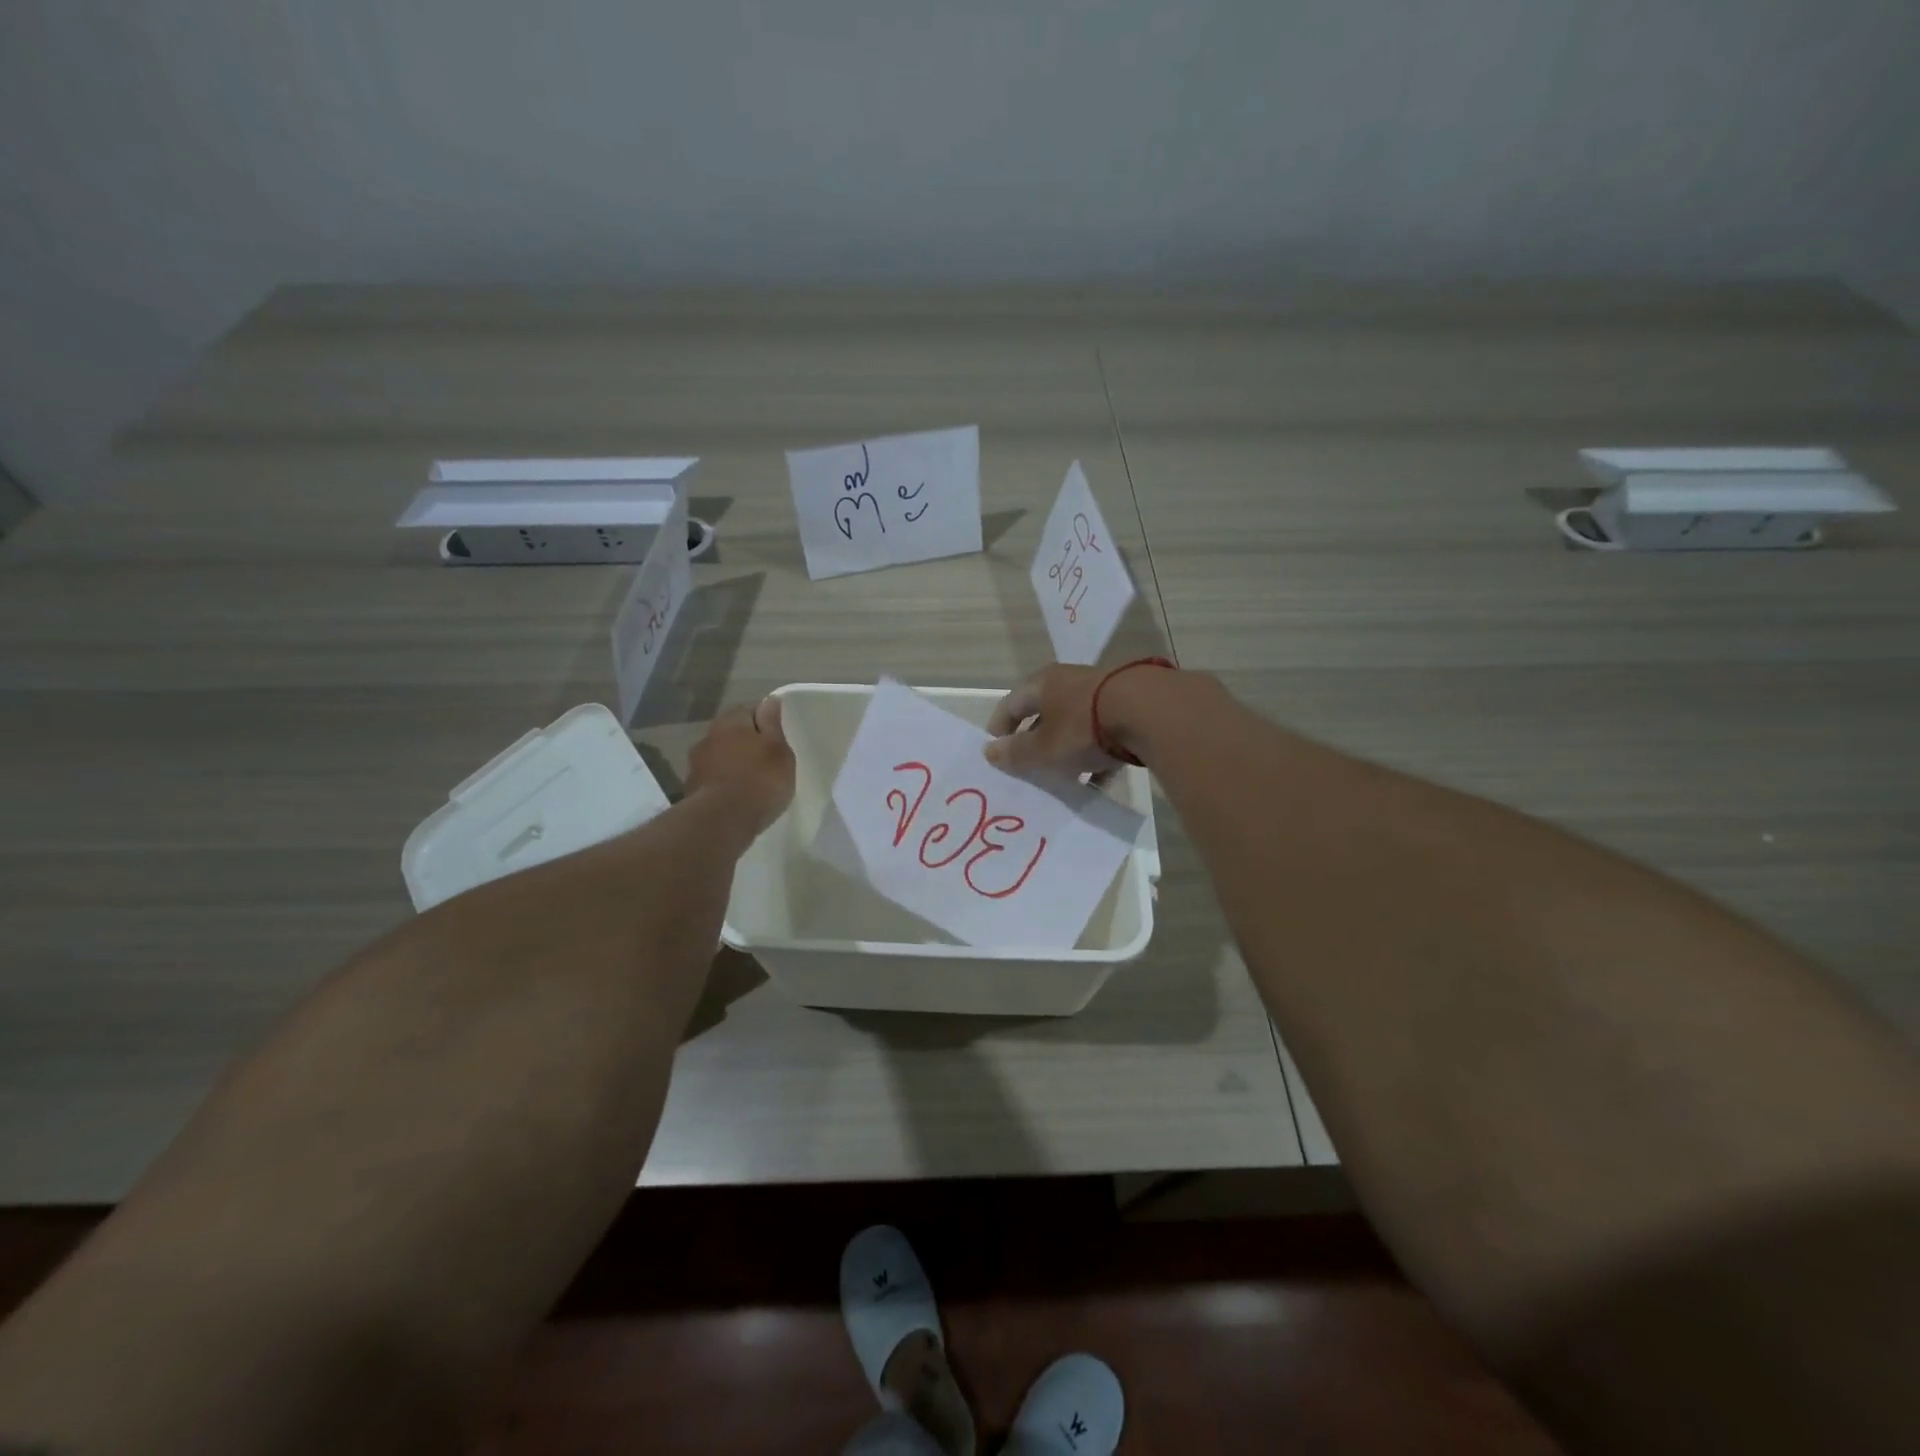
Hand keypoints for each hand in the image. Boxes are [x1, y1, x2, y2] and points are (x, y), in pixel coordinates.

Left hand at [687, 696, 795, 834]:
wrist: (721, 821)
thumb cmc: (759, 780)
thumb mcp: (778, 749)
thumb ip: (773, 724)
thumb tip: (770, 700)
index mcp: (731, 722)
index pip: (748, 710)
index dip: (763, 722)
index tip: (776, 738)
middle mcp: (709, 736)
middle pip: (731, 733)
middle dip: (746, 743)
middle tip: (766, 760)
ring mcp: (696, 764)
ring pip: (720, 756)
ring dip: (732, 764)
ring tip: (752, 781)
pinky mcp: (691, 789)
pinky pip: (713, 779)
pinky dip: (724, 783)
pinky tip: (737, 797)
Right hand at [983, 663, 1127, 776]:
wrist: (1150, 712)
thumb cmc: (1083, 727)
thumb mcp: (1043, 748)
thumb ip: (1016, 753)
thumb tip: (989, 752)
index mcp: (1043, 684)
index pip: (1011, 703)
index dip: (999, 727)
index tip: (995, 751)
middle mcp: (1070, 682)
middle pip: (1044, 713)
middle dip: (1035, 741)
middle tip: (1029, 767)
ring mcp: (1103, 692)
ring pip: (1075, 724)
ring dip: (1066, 749)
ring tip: (1063, 778)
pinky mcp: (1130, 706)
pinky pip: (1103, 733)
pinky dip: (1096, 755)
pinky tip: (1099, 779)